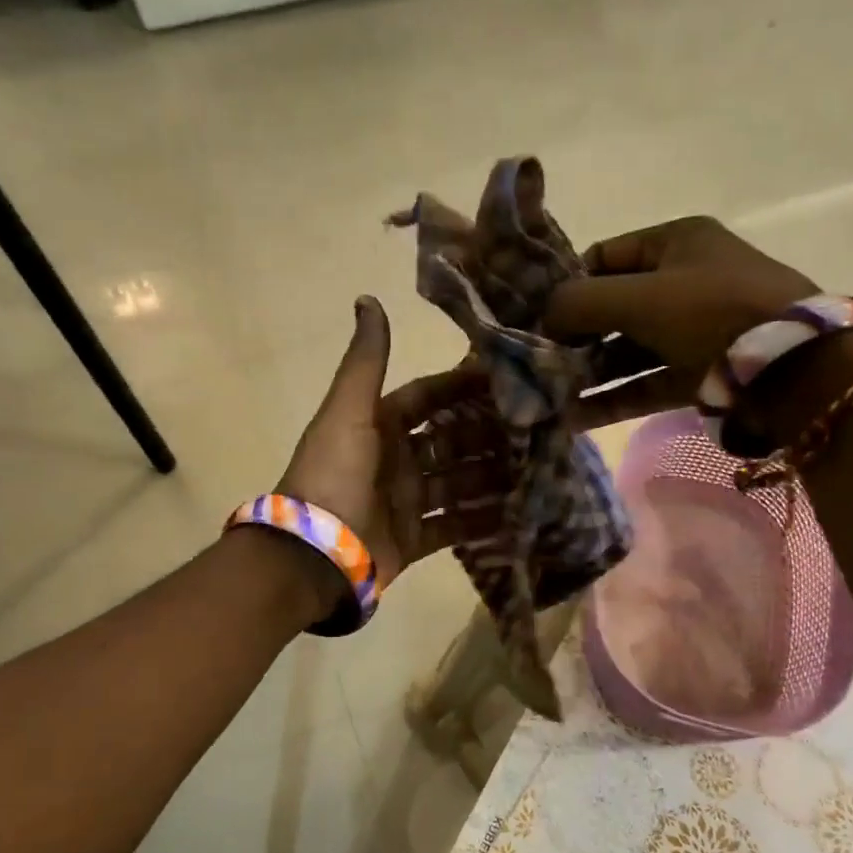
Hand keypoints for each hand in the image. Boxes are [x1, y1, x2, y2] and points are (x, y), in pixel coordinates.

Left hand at [275, 298, 506, 614]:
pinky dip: (482, 522)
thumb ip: (366, 360)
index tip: (508, 381)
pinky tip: (519, 514)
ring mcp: (405, 501)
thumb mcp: (349, 411)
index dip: (463, 388)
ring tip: (538, 470)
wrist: (314, 553)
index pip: (429, 398)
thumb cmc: (334, 475)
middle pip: (451, 441)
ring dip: (492, 477)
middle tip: (536, 430)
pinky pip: (454, 527)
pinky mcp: (413, 540)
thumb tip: (367, 298)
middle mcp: (395, 460)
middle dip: (488, 435)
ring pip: (458, 483)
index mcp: (379, 425)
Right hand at [543, 216, 820, 428]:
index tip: (538, 317)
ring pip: (627, 350)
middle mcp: (684, 282)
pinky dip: (612, 399)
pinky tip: (574, 419)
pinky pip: (645, 383)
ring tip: (548, 397)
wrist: (793, 368)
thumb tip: (544, 317)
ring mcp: (693, 331)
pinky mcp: (699, 374)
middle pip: (613, 307)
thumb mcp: (640, 297)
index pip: (605, 256)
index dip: (569, 284)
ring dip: (588, 374)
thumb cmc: (712, 312)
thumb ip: (580, 303)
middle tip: (538, 362)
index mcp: (676, 243)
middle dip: (574, 337)